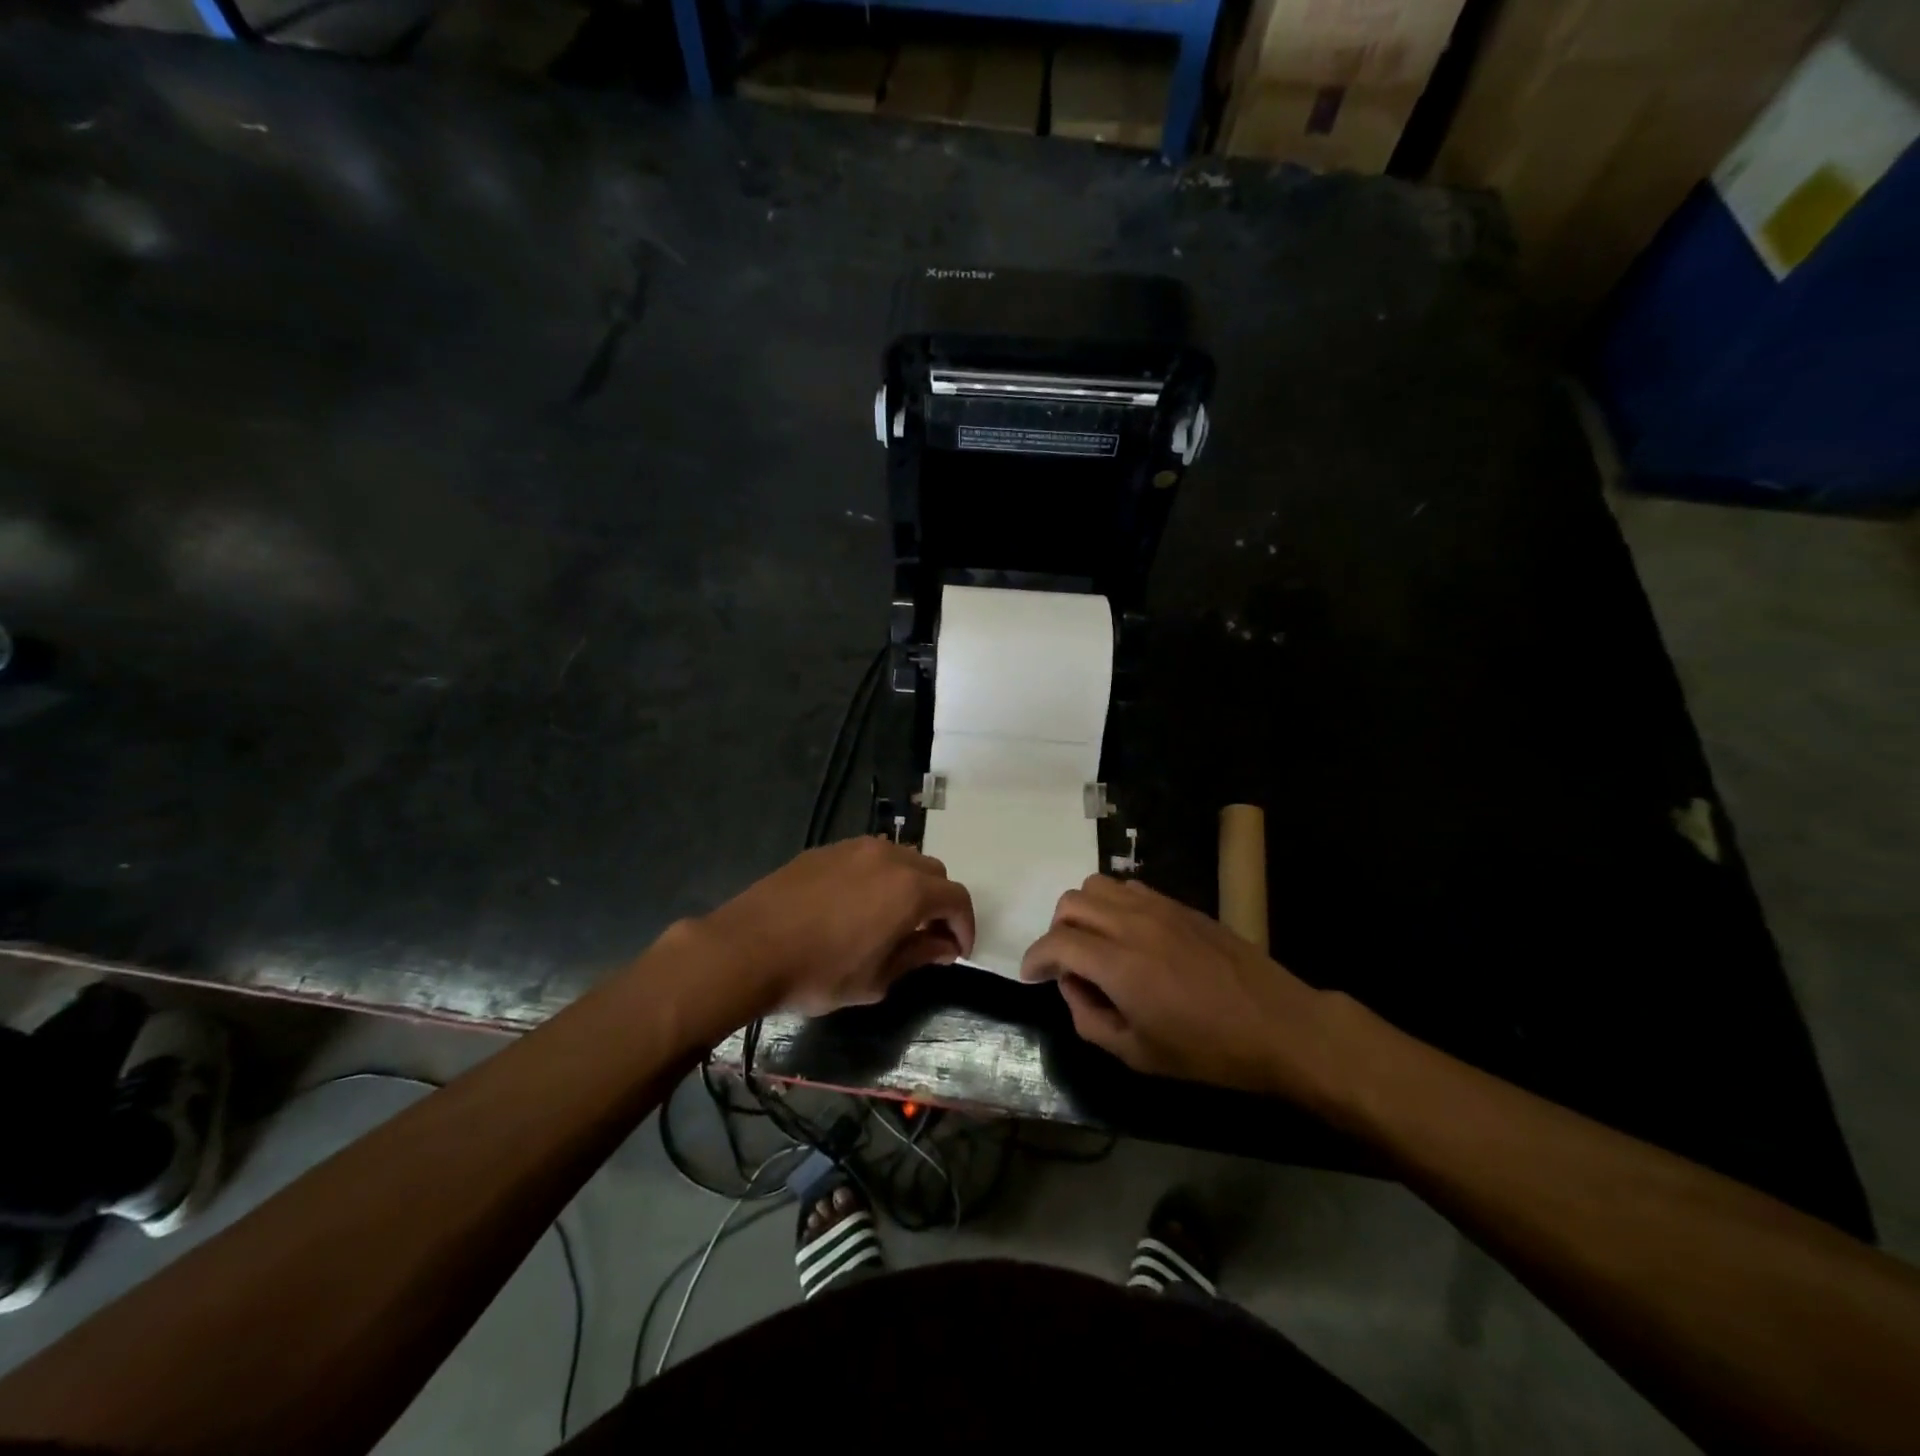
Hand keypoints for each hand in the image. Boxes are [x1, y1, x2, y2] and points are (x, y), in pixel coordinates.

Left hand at [692, 838, 975, 1016]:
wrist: (747, 948)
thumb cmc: (818, 973)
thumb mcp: (876, 979)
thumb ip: (918, 956)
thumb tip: (945, 946)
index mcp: (909, 890)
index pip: (957, 899)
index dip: (964, 926)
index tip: (957, 951)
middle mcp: (889, 858)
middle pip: (933, 871)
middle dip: (939, 902)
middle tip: (927, 935)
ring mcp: (855, 848)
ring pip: (901, 857)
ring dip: (910, 884)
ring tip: (893, 917)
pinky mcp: (826, 849)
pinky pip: (868, 856)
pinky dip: (879, 876)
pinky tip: (857, 904)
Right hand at [1019, 875, 1333, 1101]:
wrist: (1278, 1025)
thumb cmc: (1207, 1051)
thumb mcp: (1138, 1054)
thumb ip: (1089, 1019)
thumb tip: (1071, 986)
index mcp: (1119, 964)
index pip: (1057, 942)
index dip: (1035, 958)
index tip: (1031, 976)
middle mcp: (1133, 924)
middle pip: (1071, 903)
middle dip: (1056, 932)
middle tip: (1066, 964)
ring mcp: (1159, 908)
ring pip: (1098, 885)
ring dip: (1083, 911)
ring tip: (1094, 943)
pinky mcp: (1180, 904)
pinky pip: (1130, 887)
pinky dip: (1113, 904)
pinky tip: (1127, 934)